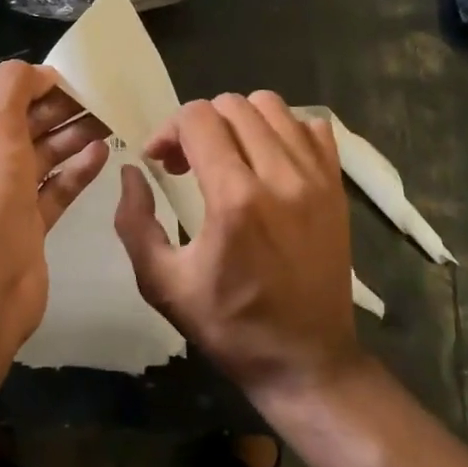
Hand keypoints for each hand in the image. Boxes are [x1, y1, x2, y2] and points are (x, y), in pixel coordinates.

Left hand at [0, 61, 109, 349]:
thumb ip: (14, 87)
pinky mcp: (29, 222)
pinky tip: (103, 153)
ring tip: (110, 118)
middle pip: (23, 121)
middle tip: (100, 95)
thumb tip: (39, 73)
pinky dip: (77, 169)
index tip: (68, 76)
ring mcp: (5, 194)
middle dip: (58, 106)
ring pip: (43, 154)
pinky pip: (56, 187)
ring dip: (73, 134)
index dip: (29, 80)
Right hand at [114, 91, 361, 398]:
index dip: (168, 130)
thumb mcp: (162, 284)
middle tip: (187, 163)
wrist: (307, 361)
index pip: (197, 118)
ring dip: (239, 121)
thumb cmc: (230, 325)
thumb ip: (134, 222)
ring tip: (228, 156)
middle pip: (232, 105)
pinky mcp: (337, 187)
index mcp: (234, 199)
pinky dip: (284, 130)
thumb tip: (131, 172)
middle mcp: (280, 176)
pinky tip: (269, 161)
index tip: (160, 162)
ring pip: (272, 106)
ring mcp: (316, 178)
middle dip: (199, 124)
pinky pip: (312, 127)